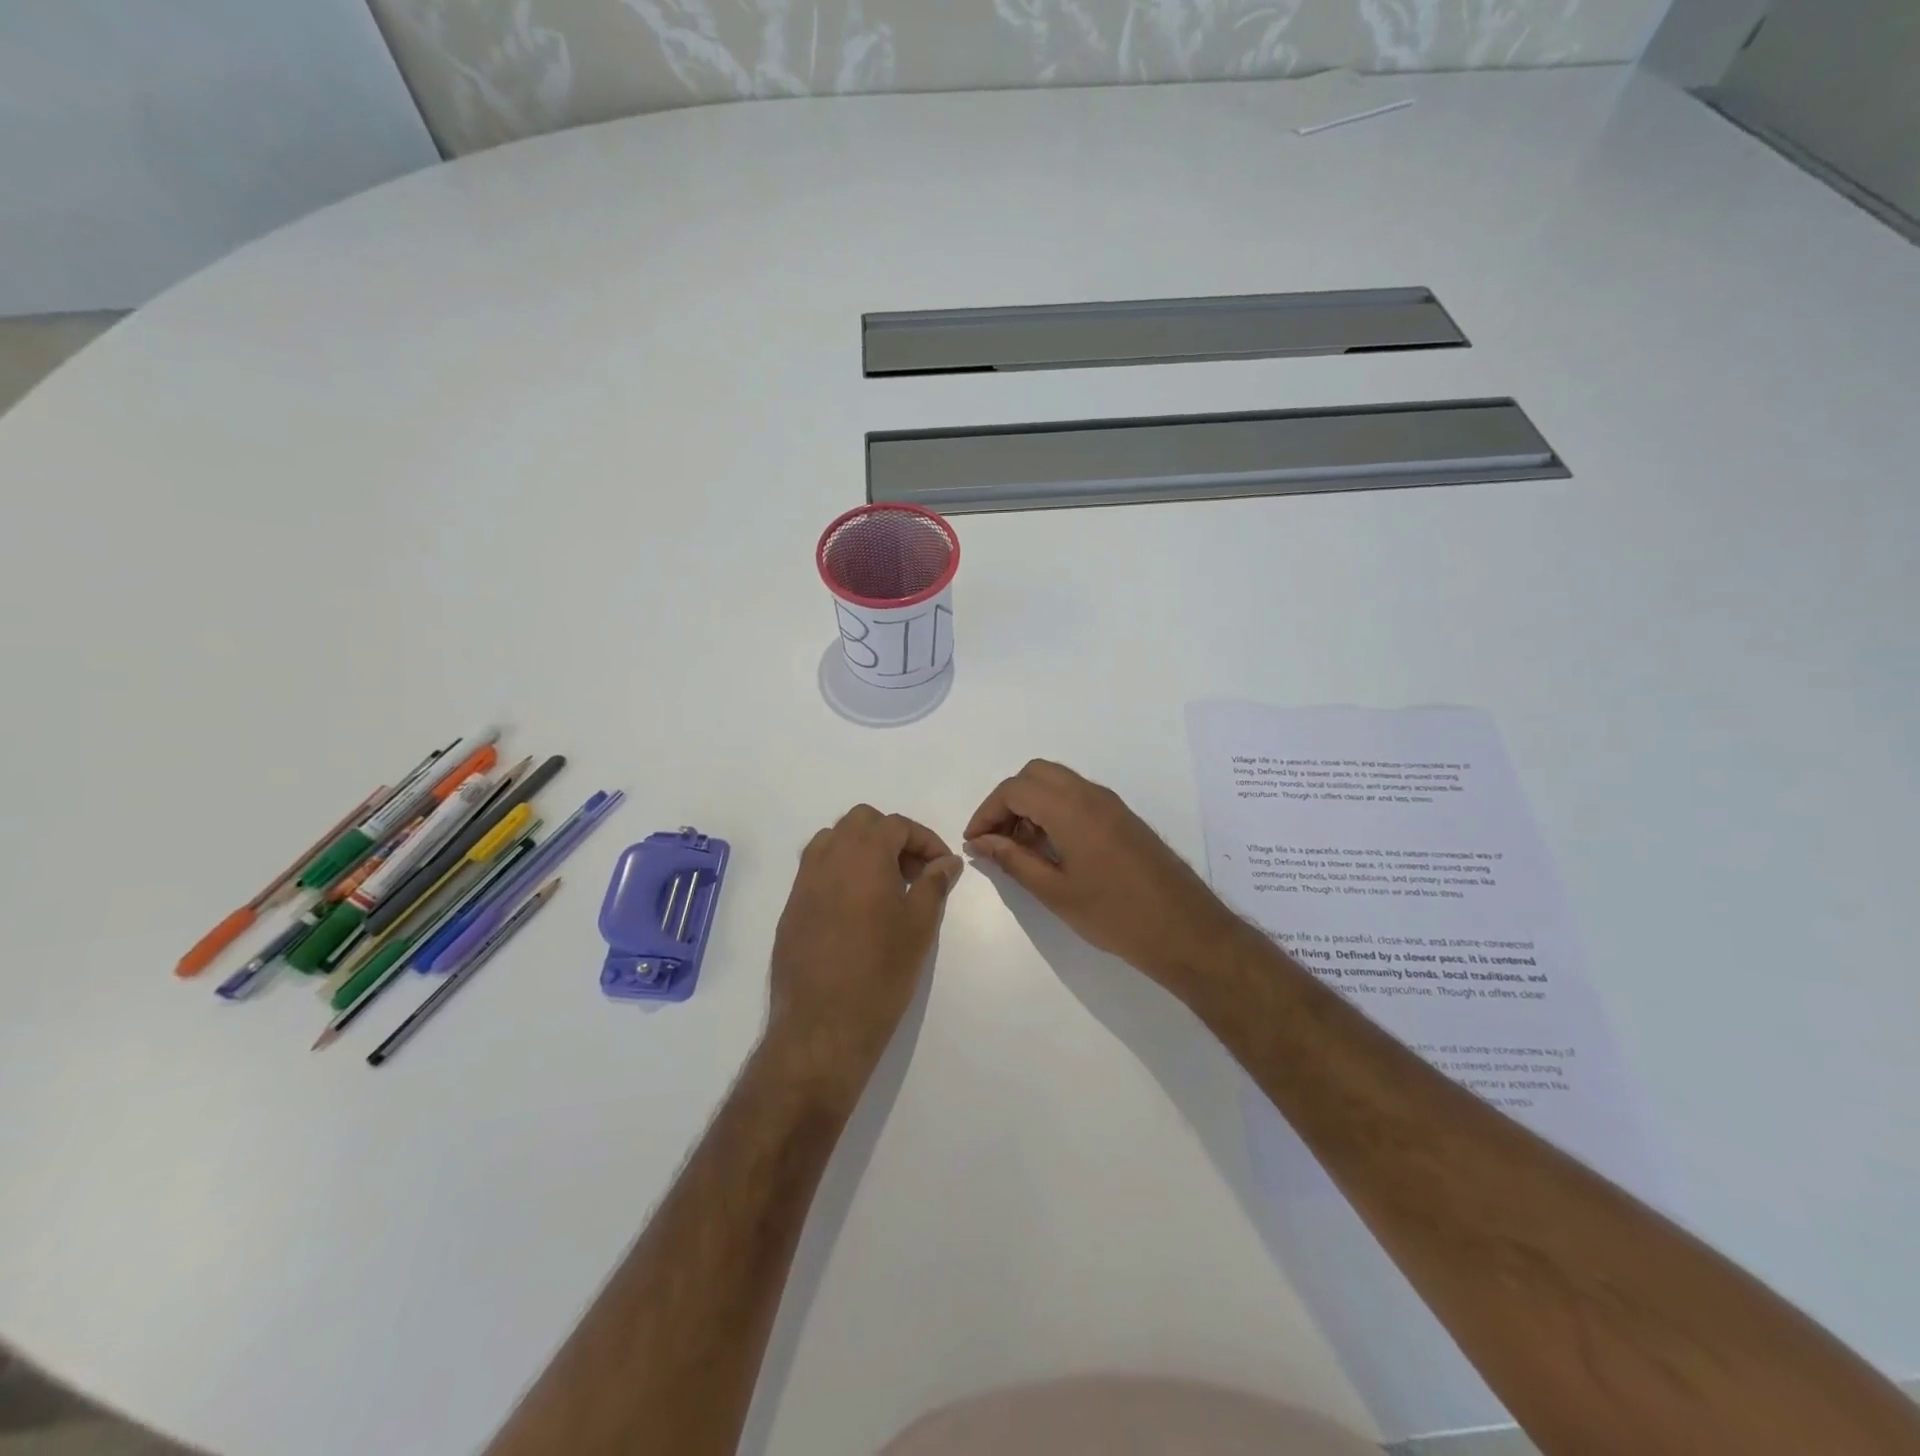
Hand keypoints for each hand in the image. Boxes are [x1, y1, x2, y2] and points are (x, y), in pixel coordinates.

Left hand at [768, 805, 962, 1081]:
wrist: (823, 1025)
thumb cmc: (881, 971)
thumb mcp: (920, 925)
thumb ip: (934, 884)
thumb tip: (946, 862)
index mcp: (863, 854)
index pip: (897, 825)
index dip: (925, 840)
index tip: (942, 868)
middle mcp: (828, 857)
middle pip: (861, 822)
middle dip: (892, 837)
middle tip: (913, 873)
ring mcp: (804, 881)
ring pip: (834, 840)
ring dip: (862, 850)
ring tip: (885, 887)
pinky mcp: (791, 907)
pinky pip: (817, 870)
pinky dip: (841, 872)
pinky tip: (858, 910)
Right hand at [964, 760, 1244, 985]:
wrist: (1185, 930)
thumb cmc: (1115, 915)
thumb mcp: (1055, 892)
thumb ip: (1013, 860)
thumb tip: (981, 842)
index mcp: (1071, 808)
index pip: (1014, 789)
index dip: (987, 812)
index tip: (975, 842)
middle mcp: (1091, 794)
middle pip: (1035, 774)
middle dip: (1008, 801)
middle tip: (997, 840)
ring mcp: (1111, 804)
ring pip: (1058, 783)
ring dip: (1031, 805)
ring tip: (1020, 850)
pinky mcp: (1123, 817)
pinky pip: (1078, 797)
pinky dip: (1054, 811)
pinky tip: (1051, 850)